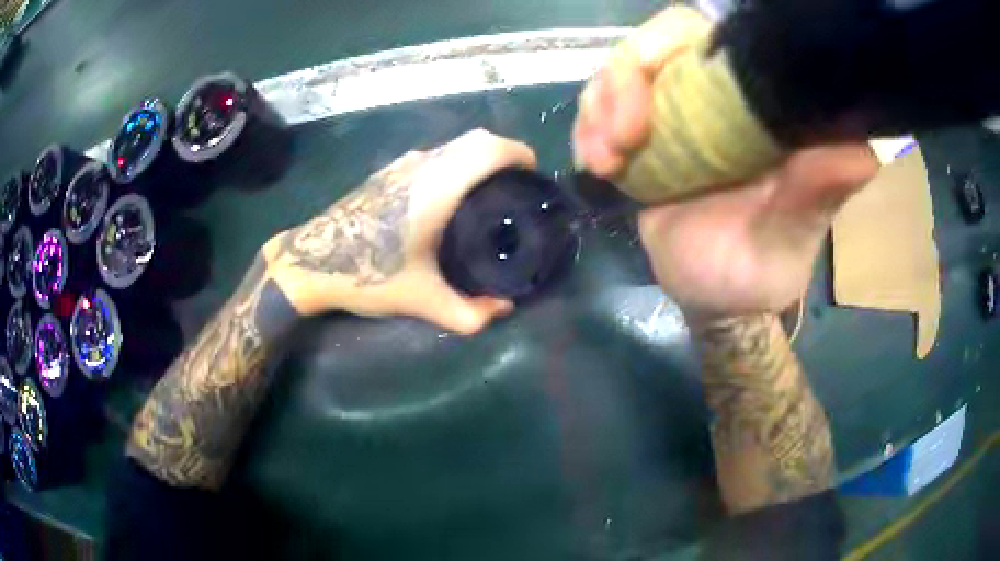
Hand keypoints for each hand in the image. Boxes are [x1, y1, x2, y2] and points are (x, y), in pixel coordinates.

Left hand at [262, 129, 535, 333]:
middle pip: (476, 139)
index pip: (489, 149)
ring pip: (454, 145)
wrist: (309, 261)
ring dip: (478, 158)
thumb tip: (503, 310)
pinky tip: (450, 197)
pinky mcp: (387, 171)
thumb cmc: (365, 274)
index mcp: (437, 187)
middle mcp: (423, 166)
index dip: (518, 153)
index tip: (533, 174)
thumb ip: (468, 313)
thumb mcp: (420, 300)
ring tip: (489, 192)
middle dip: (505, 154)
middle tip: (517, 186)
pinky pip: (435, 155)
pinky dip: (456, 162)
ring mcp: (402, 165)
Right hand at [573, 7, 877, 317]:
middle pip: (658, 43)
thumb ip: (818, 194)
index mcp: (760, 109)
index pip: (713, 38)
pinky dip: (587, 127)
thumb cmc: (758, 272)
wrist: (714, 298)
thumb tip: (863, 150)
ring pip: (621, 69)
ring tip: (605, 161)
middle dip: (625, 79)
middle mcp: (718, 98)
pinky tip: (597, 165)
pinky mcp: (644, 136)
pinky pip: (601, 105)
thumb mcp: (791, 239)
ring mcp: (677, 113)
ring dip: (600, 105)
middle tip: (621, 137)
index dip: (670, 43)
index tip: (651, 89)